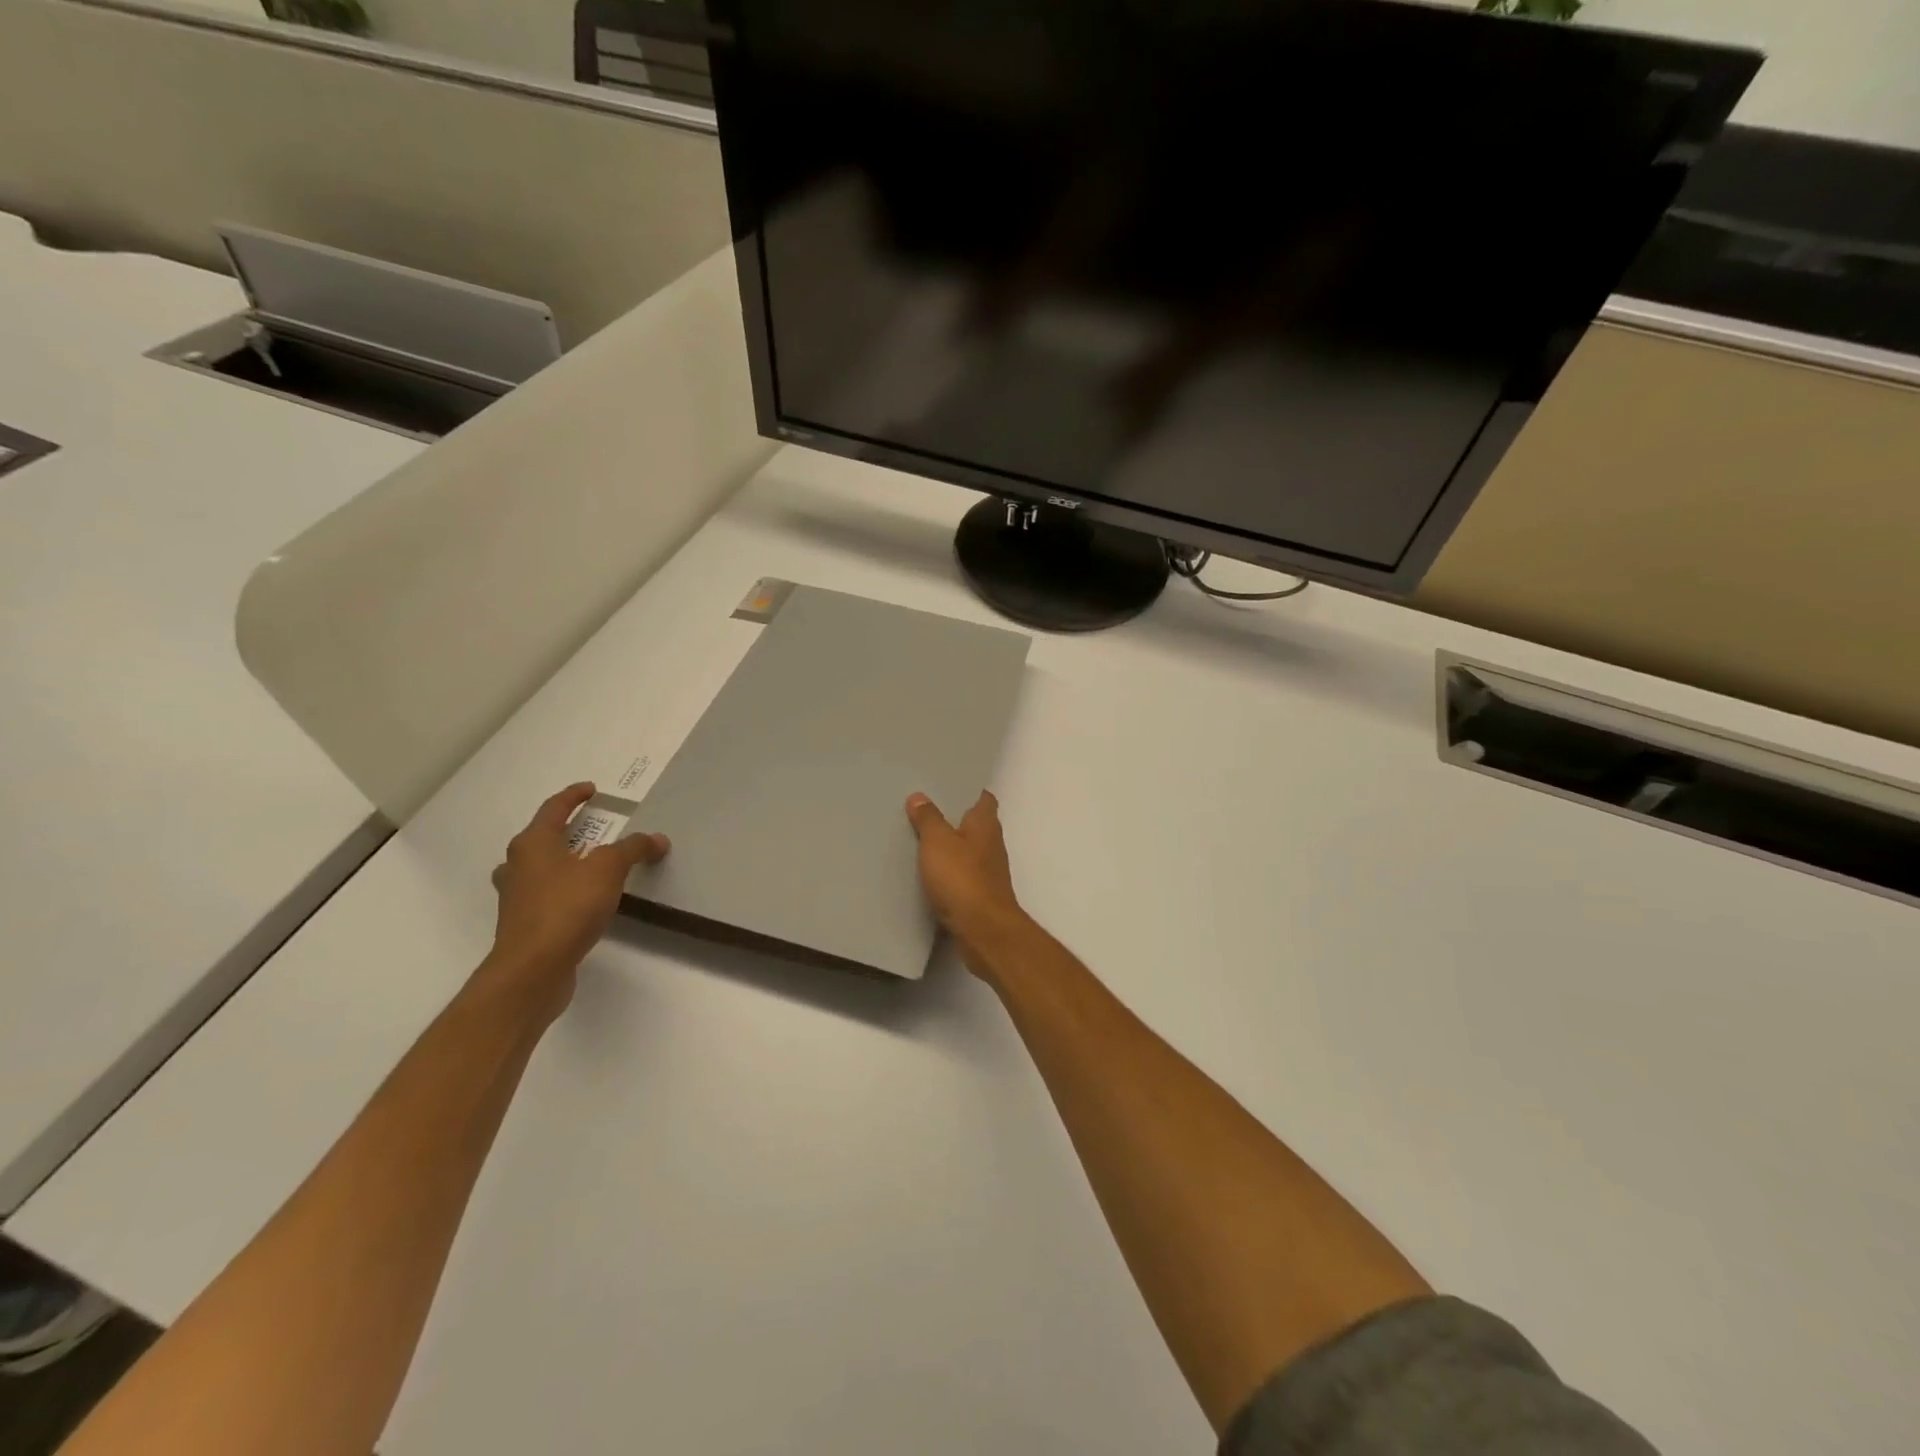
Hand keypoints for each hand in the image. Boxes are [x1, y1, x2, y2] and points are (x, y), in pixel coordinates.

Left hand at [479, 783, 669, 1018]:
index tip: (591, 789)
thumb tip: (657, 839)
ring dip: (562, 862)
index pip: (553, 808)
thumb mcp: (608, 869)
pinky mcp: (524, 925)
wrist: (533, 969)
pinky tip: (583, 900)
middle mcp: (517, 866)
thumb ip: (633, 849)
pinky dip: (564, 890)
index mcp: (533, 844)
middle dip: (565, 830)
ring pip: (539, 869)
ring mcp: (517, 898)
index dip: (573, 796)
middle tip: (592, 828)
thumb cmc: (567, 907)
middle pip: (540, 838)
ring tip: (587, 864)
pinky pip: (545, 896)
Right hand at [905, 790, 1026, 971]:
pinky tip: (929, 874)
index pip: (984, 799)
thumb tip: (920, 796)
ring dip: (951, 847)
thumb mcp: (937, 842)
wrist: (983, 930)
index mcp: (986, 825)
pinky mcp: (981, 895)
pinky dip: (950, 872)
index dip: (969, 791)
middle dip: (955, 819)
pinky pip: (963, 875)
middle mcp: (992, 844)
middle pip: (976, 825)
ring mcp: (989, 872)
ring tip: (922, 840)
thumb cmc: (962, 878)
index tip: (948, 786)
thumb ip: (928, 819)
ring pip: (969, 851)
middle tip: (926, 811)